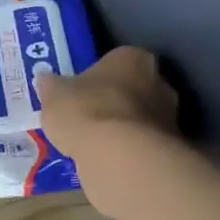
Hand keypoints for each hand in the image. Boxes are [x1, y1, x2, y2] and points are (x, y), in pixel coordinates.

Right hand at [36, 48, 179, 160]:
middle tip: (87, 115)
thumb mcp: (53, 94)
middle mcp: (160, 82)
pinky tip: (107, 160)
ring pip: (140, 118)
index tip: (82, 89)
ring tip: (94, 143)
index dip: (98, 74)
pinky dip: (129, 151)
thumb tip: (47, 81)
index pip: (116, 60)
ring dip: (123, 128)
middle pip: (133, 88)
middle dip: (115, 100)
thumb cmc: (86, 111)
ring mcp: (170, 117)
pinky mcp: (171, 150)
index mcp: (133, 58)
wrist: (120, 158)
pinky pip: (143, 145)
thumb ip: (52, 86)